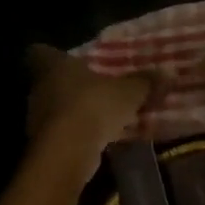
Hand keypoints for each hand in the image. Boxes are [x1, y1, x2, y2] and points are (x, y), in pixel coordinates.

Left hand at [26, 46, 149, 175]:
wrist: (67, 152)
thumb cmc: (94, 106)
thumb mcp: (129, 92)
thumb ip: (145, 82)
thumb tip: (168, 71)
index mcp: (54, 65)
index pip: (40, 52)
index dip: (54, 55)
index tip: (72, 60)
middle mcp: (39, 88)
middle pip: (50, 81)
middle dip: (72, 85)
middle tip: (97, 88)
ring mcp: (36, 117)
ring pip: (56, 108)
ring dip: (75, 112)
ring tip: (102, 117)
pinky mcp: (42, 144)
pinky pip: (61, 133)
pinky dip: (76, 134)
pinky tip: (97, 140)